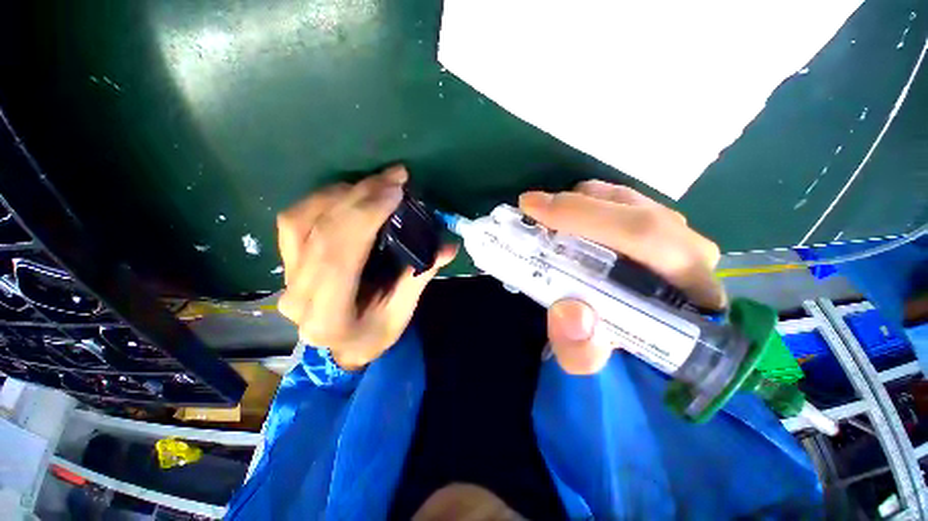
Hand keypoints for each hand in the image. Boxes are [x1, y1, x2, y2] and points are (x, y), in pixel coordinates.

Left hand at [276, 166, 456, 369]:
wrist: (341, 347)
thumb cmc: (374, 334)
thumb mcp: (402, 313)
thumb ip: (420, 276)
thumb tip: (448, 246)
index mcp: (328, 316)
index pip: (339, 257)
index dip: (365, 217)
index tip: (394, 191)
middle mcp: (298, 295)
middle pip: (321, 232)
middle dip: (360, 198)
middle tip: (393, 177)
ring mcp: (287, 276)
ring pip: (302, 220)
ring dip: (341, 194)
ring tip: (375, 184)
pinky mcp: (287, 262)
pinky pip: (295, 220)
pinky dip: (323, 199)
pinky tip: (350, 193)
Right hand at [519, 180, 724, 374]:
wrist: (631, 338)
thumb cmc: (612, 348)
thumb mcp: (588, 361)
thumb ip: (580, 350)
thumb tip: (569, 310)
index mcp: (689, 290)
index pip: (644, 234)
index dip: (583, 215)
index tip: (532, 208)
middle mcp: (692, 254)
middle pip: (633, 209)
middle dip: (575, 207)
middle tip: (532, 213)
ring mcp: (677, 233)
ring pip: (624, 199)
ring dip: (578, 204)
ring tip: (547, 223)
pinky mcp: (658, 224)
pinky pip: (619, 200)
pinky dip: (585, 202)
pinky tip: (566, 223)